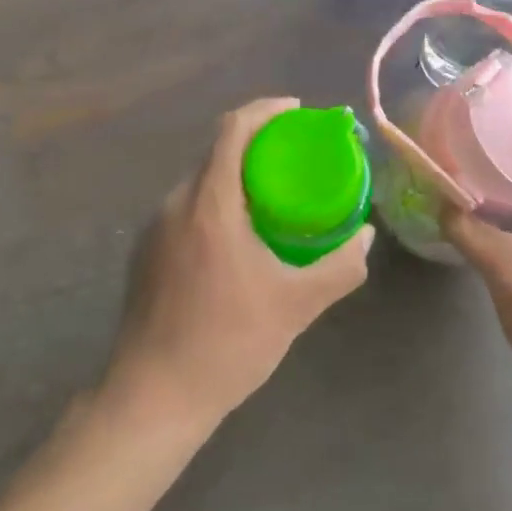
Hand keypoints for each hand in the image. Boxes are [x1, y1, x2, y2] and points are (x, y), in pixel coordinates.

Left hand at [104, 99, 371, 435]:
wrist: (151, 400)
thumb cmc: (227, 343)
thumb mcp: (297, 305)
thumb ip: (340, 266)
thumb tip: (367, 236)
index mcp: (209, 203)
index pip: (232, 129)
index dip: (265, 110)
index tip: (297, 113)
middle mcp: (174, 204)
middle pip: (216, 152)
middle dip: (257, 144)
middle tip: (296, 159)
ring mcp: (153, 230)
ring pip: (201, 182)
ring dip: (236, 176)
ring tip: (274, 197)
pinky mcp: (144, 254)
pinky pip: (187, 209)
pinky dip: (217, 203)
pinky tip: (239, 238)